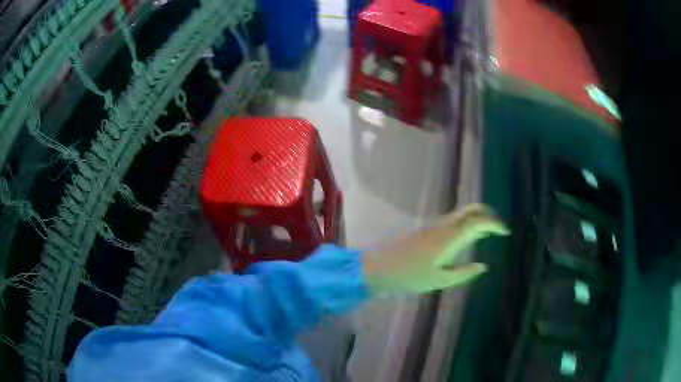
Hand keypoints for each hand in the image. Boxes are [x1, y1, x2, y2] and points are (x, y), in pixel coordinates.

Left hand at [362, 204, 509, 293]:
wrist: (381, 266)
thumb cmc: (411, 276)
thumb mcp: (440, 280)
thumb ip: (464, 273)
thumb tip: (483, 266)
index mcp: (451, 237)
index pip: (478, 221)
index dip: (495, 223)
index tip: (505, 232)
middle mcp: (445, 225)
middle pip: (472, 209)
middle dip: (489, 214)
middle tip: (499, 228)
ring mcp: (435, 224)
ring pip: (463, 212)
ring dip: (478, 217)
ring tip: (488, 232)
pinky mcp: (428, 227)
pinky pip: (454, 218)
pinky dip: (467, 221)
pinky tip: (468, 235)